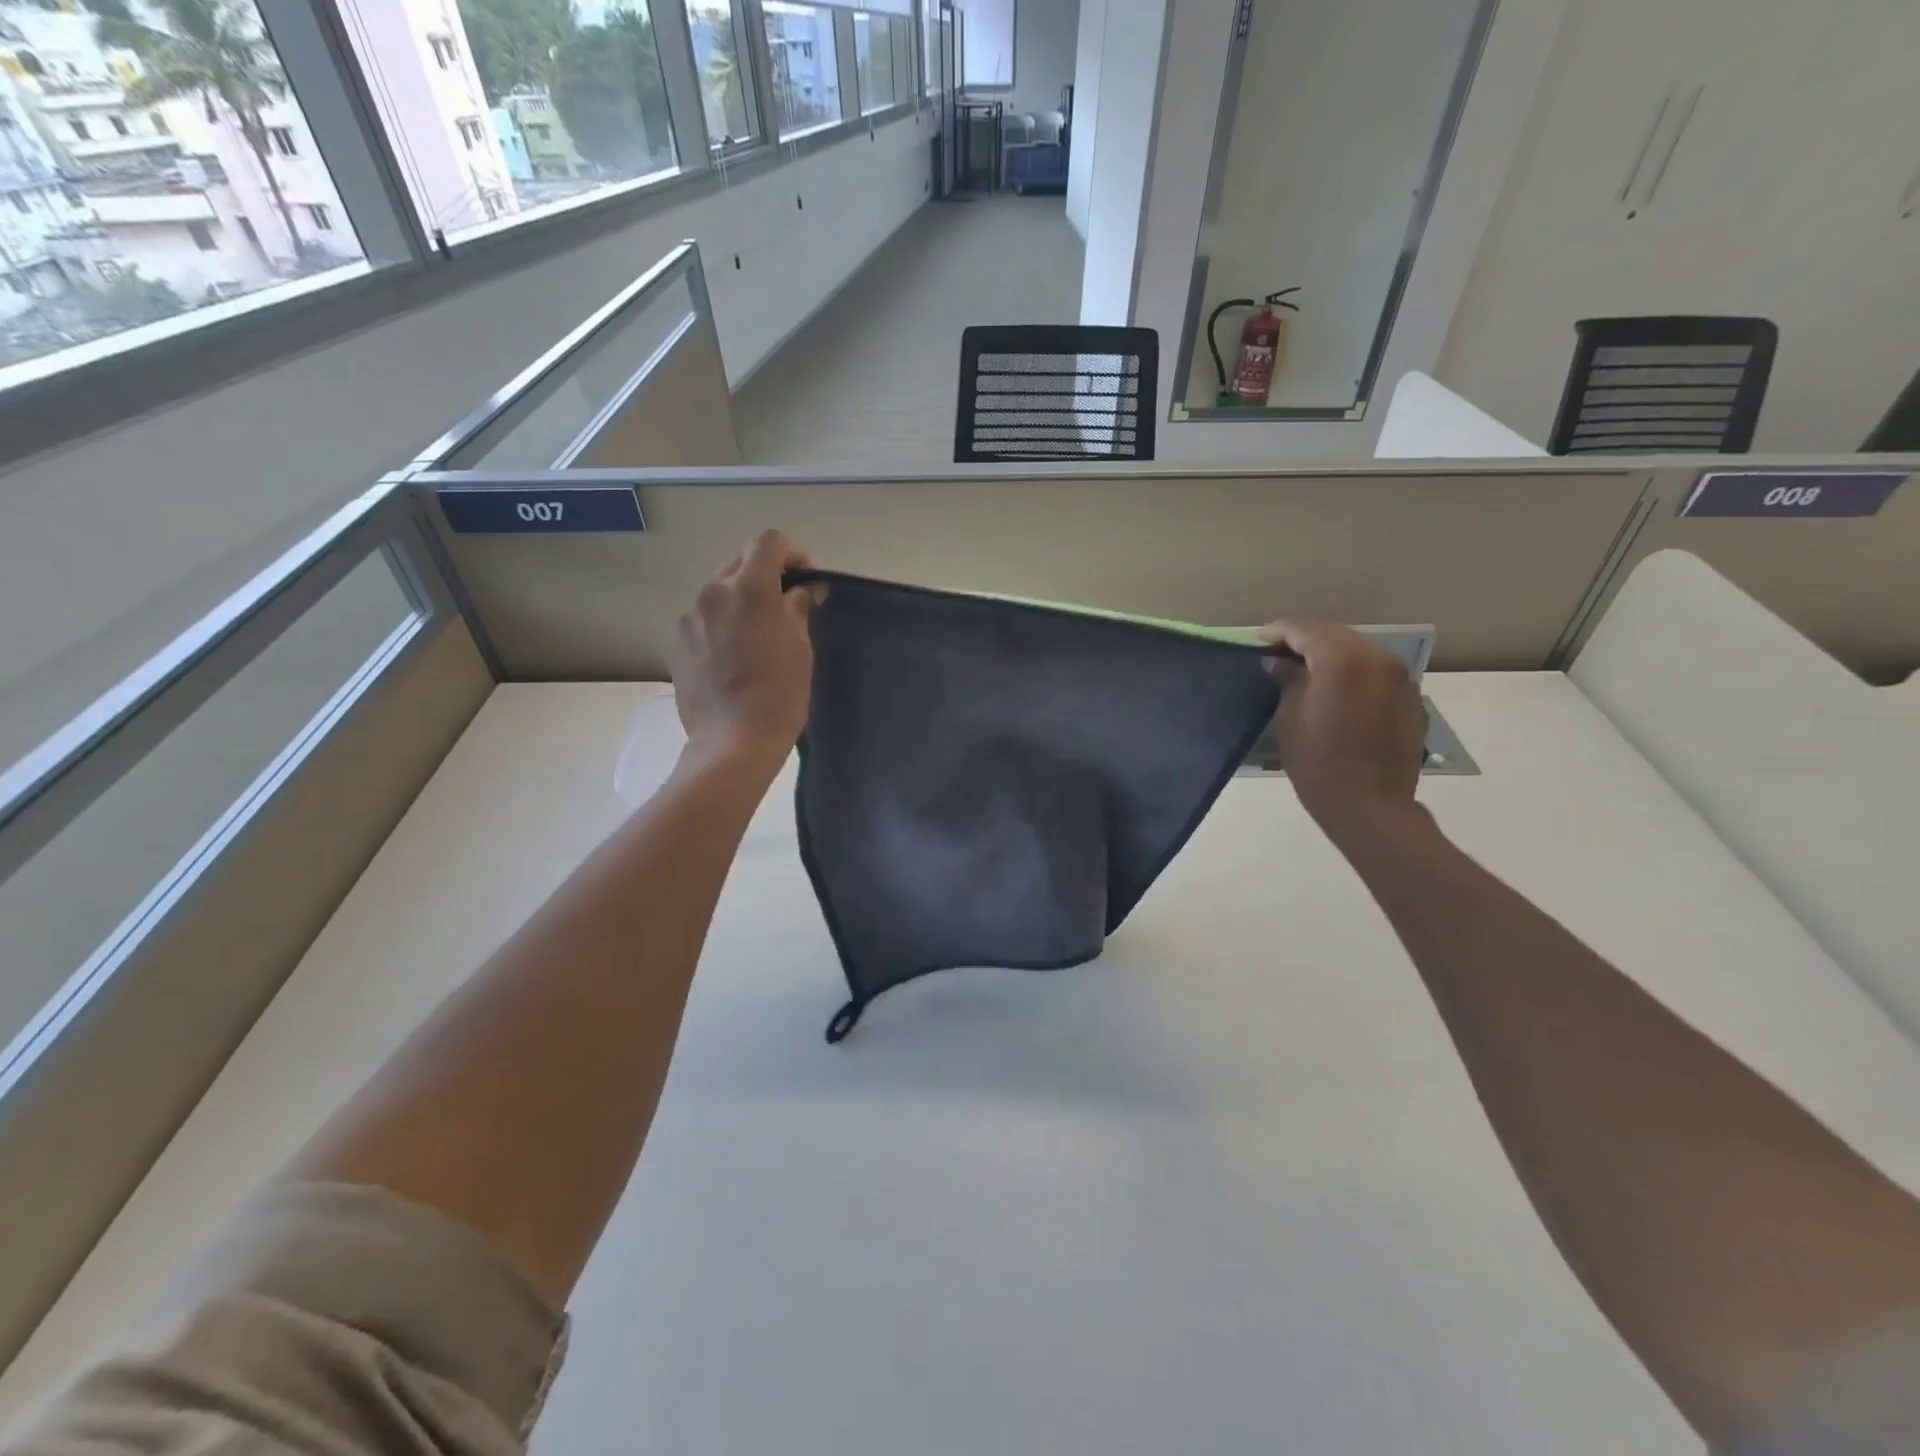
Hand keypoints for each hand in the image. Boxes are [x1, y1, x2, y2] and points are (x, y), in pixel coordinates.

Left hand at [671, 531, 819, 764]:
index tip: (807, 580)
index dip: (793, 553)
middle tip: (786, 603)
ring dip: (741, 598)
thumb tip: (804, 590)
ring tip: (758, 632)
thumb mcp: (801, 648)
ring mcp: (690, 617)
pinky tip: (735, 655)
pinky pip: (704, 618)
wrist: (733, 741)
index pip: (769, 542)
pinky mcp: (678, 642)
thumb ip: (799, 608)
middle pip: (740, 561)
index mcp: (749, 588)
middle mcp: (713, 592)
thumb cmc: (779, 695)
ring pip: (719, 590)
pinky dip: (722, 623)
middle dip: (766, 573)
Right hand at [1259, 621, 1426, 841]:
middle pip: (1336, 635)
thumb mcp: (1290, 719)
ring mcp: (1400, 678)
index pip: (1306, 631)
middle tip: (1280, 652)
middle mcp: (1377, 658)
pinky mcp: (1411, 698)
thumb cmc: (1318, 763)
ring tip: (1307, 669)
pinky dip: (1354, 673)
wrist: (1371, 806)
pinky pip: (1376, 672)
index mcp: (1342, 660)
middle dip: (1307, 640)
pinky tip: (1337, 690)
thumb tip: (1282, 663)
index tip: (1259, 640)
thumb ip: (1288, 681)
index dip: (1279, 632)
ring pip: (1360, 651)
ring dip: (1332, 655)